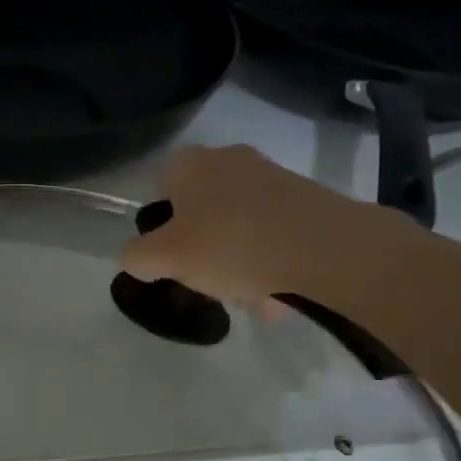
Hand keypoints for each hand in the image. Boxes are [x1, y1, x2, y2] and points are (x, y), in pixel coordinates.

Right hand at [120, 145, 408, 306]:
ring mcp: (273, 177)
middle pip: (203, 209)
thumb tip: (135, 257)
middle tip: (208, 282)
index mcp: (192, 164)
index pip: (162, 184)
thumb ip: (138, 257)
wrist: (324, 248)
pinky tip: (277, 295)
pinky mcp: (306, 200)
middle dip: (204, 249)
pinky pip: (274, 233)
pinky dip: (270, 261)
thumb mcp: (166, 258)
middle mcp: (231, 160)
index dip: (162, 223)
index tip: (170, 257)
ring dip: (239, 262)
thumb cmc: (231, 245)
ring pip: (240, 225)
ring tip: (251, 300)